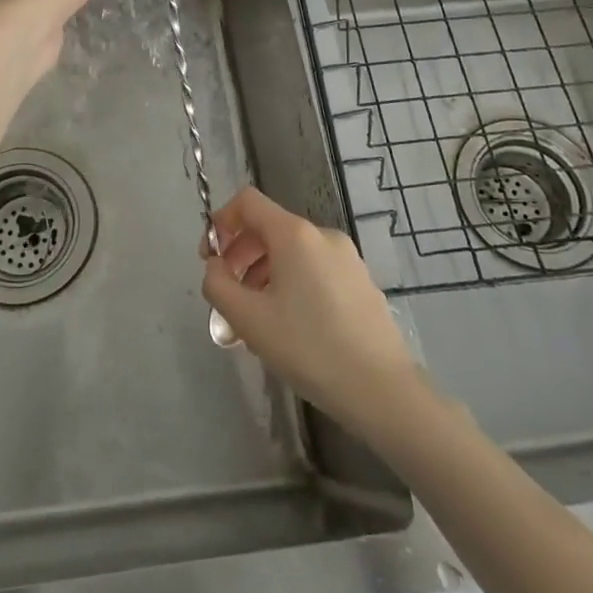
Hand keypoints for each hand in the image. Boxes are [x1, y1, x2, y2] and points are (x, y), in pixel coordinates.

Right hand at [202, 187, 425, 434]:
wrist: (382, 390)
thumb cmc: (309, 348)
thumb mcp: (248, 319)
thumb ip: (217, 285)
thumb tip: (215, 267)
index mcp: (294, 234)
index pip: (248, 201)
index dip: (221, 221)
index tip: (210, 258)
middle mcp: (322, 235)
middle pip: (269, 227)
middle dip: (240, 254)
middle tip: (228, 292)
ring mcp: (347, 258)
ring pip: (292, 252)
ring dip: (263, 272)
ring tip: (255, 317)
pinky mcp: (361, 282)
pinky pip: (314, 269)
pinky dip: (291, 283)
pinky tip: (290, 326)